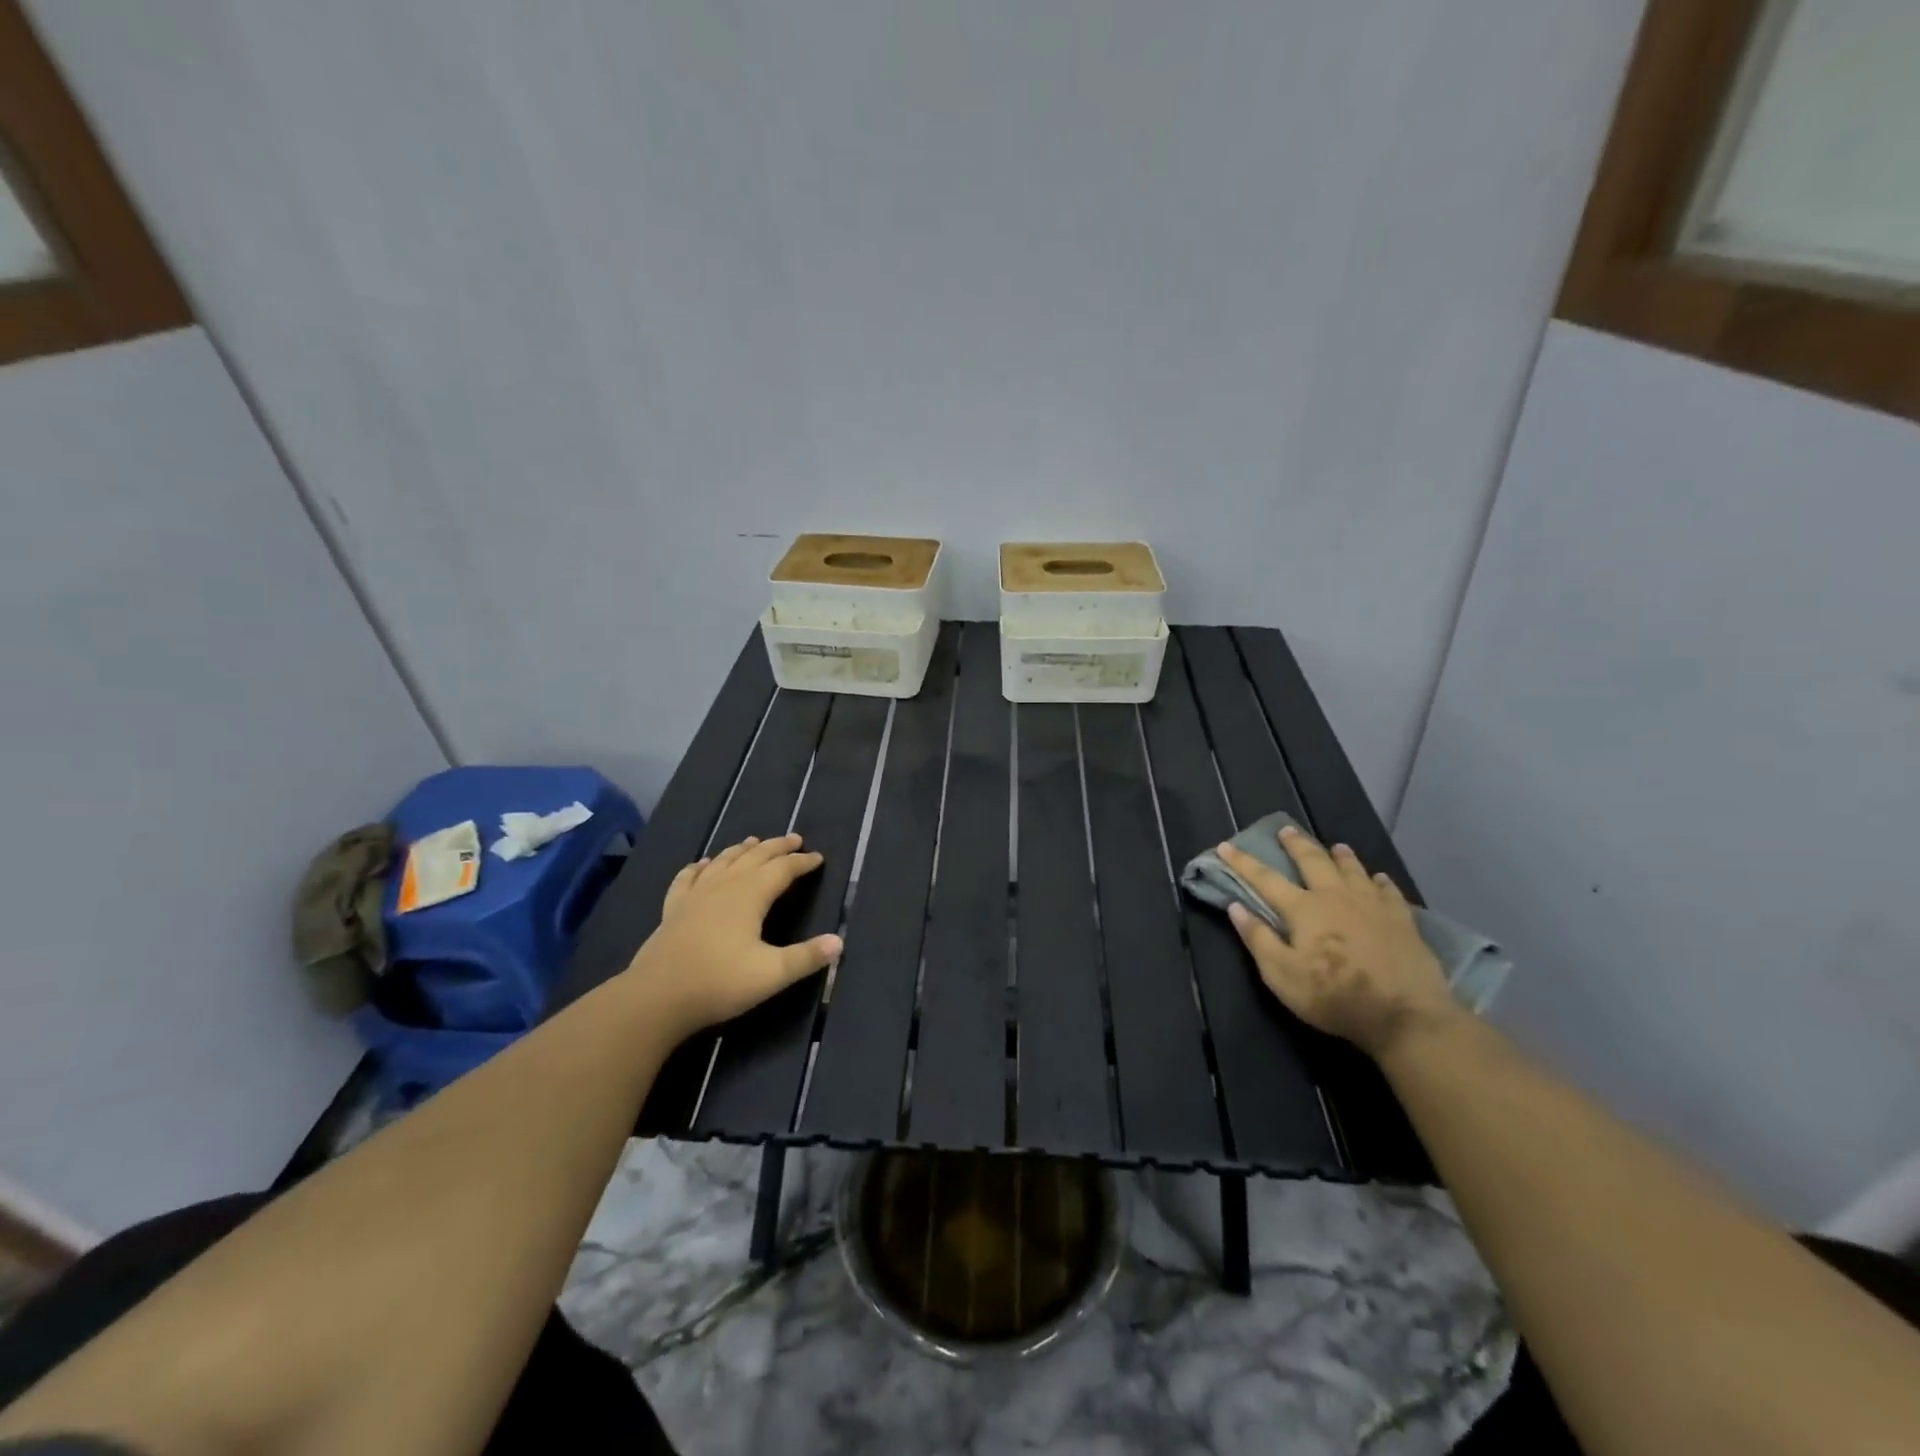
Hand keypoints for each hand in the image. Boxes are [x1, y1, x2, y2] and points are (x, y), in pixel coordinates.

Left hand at [624, 833, 841, 1040]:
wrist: (657, 997)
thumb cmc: (719, 982)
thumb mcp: (771, 974)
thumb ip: (806, 957)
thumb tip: (839, 942)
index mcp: (751, 895)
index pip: (783, 869)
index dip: (802, 862)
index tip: (818, 858)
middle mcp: (724, 885)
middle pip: (755, 856)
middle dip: (777, 847)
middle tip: (795, 839)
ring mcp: (695, 894)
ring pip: (723, 861)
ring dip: (742, 849)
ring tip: (754, 841)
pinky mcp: (673, 908)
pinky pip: (688, 877)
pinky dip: (699, 867)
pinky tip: (701, 864)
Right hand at [1218, 825, 1456, 1058]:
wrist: (1405, 1014)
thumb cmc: (1334, 996)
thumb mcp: (1282, 975)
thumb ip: (1258, 939)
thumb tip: (1235, 907)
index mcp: (1304, 908)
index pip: (1265, 879)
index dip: (1242, 862)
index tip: (1225, 846)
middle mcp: (1336, 896)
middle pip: (1313, 861)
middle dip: (1296, 844)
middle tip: (1286, 829)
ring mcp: (1372, 905)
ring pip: (1353, 870)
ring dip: (1341, 856)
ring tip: (1336, 846)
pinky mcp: (1402, 920)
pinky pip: (1389, 891)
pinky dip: (1381, 882)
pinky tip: (1380, 879)